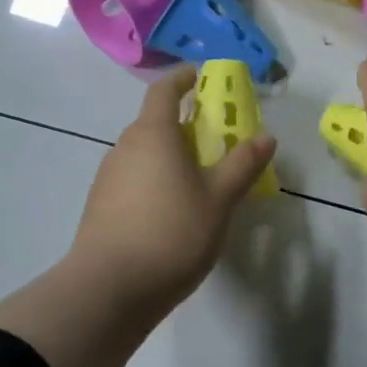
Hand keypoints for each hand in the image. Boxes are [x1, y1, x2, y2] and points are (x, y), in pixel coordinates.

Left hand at [67, 66, 276, 308]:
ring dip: (169, 155)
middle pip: (154, 123)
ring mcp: (108, 177)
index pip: (164, 90)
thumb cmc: (171, 233)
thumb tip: (266, 137)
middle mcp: (125, 147)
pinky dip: (154, 180)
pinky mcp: (100, 206)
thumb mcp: (219, 200)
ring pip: (143, 153)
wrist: (108, 289)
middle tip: (215, 139)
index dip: (182, 79)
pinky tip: (172, 211)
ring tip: (198, 179)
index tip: (200, 77)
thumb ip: (242, 165)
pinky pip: (133, 179)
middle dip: (183, 124)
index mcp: (153, 134)